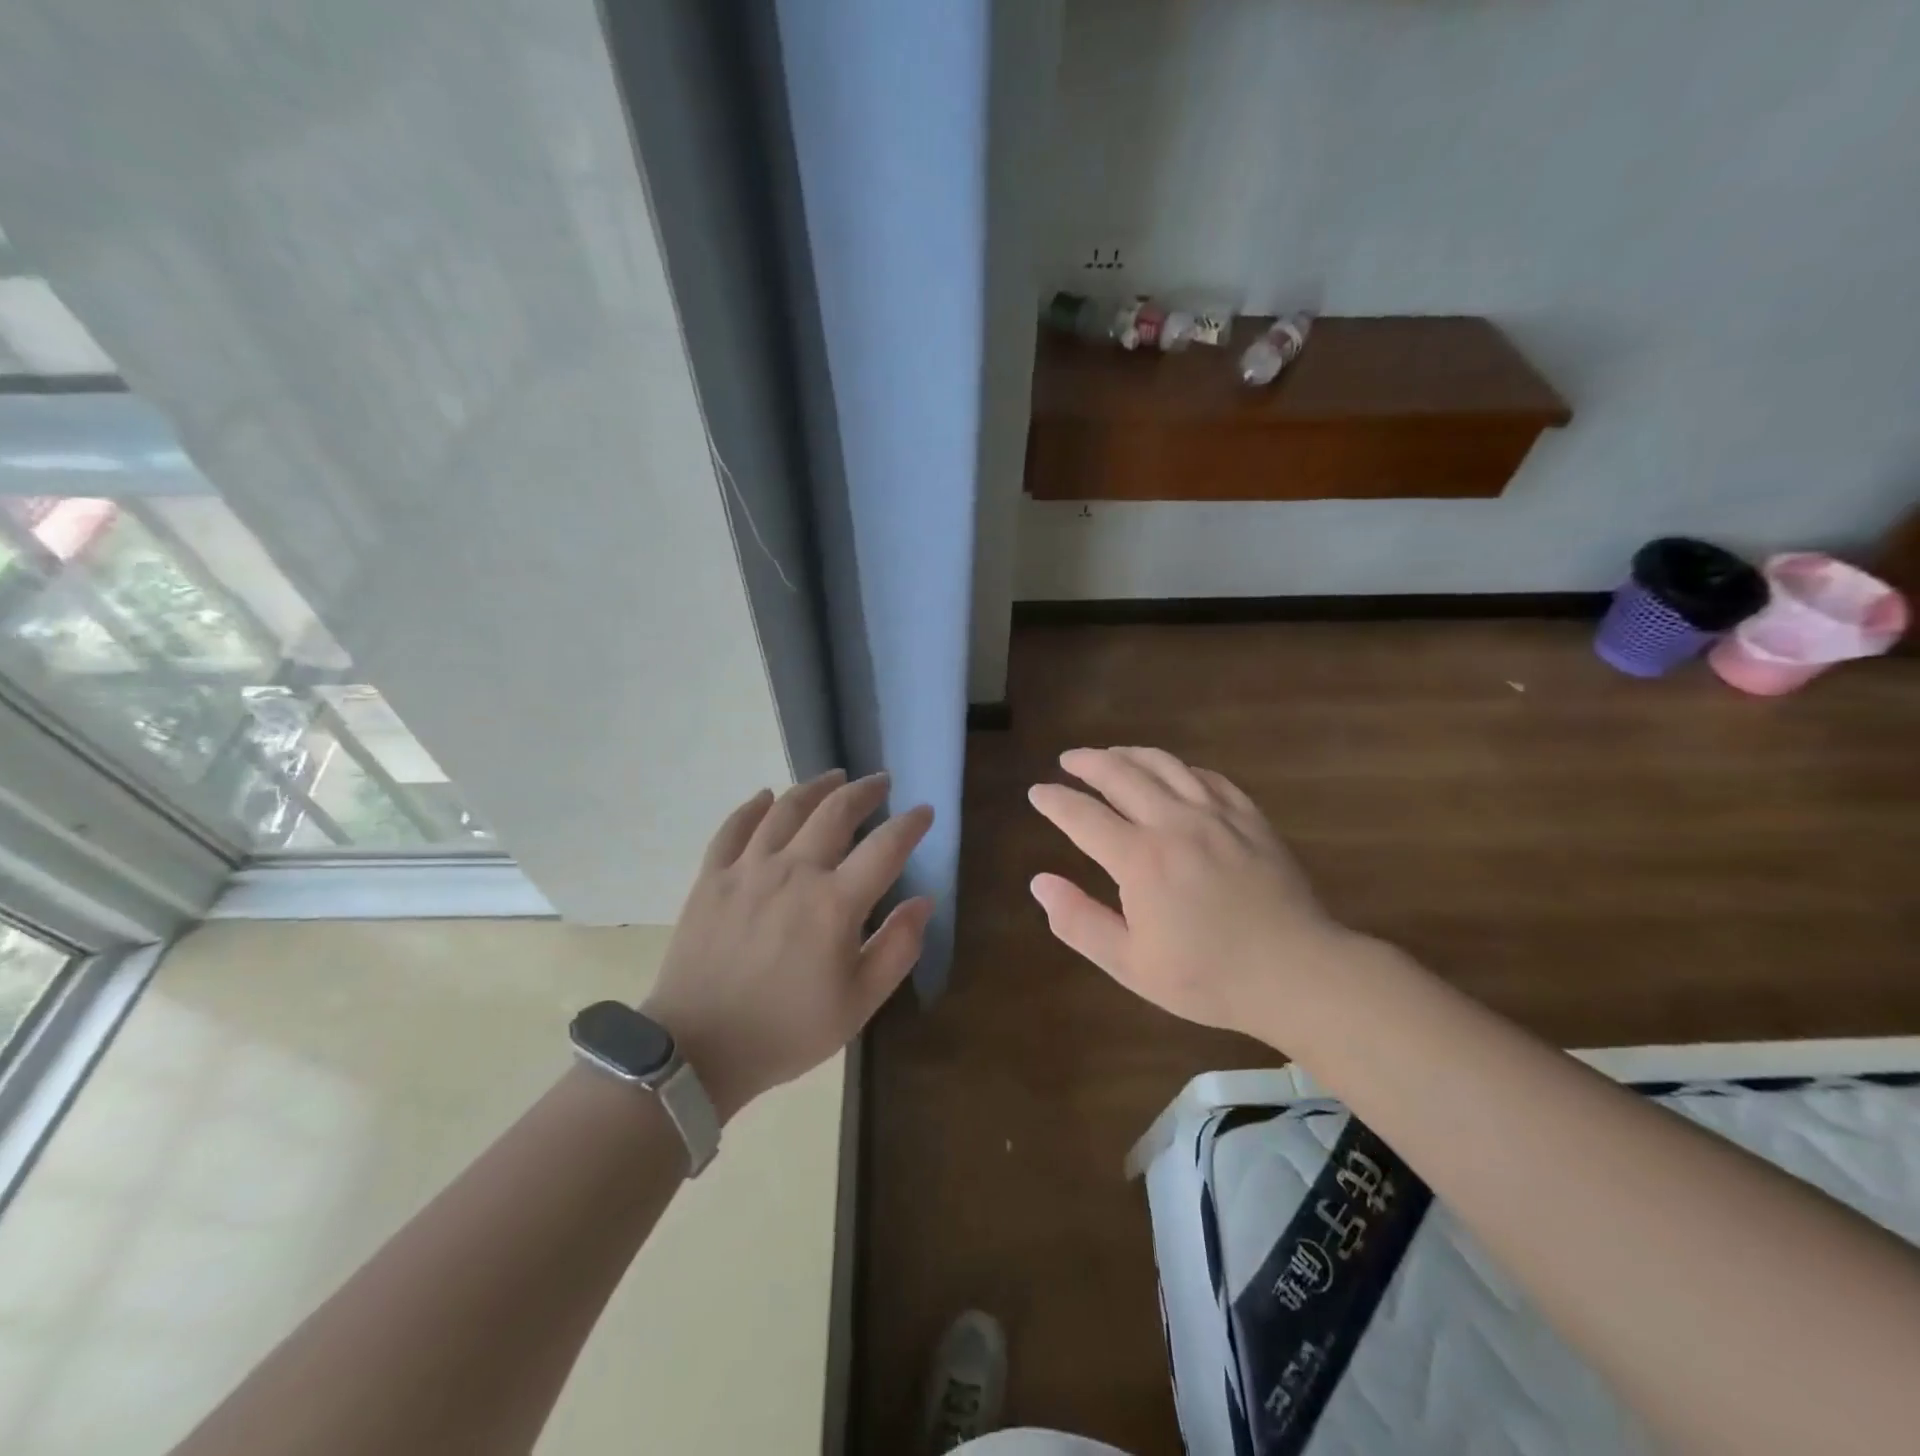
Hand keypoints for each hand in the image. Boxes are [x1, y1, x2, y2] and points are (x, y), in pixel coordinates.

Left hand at [644, 769, 933, 1120]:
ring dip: (815, 787)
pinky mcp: (711, 878)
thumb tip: (924, 901)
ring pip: (786, 809)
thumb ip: (897, 948)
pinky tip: (765, 797)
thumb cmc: (787, 1031)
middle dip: (864, 791)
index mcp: (835, 903)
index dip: (910, 824)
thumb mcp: (858, 1003)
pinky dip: (753, 807)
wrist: (697, 1051)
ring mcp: (747, 870)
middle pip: (835, 812)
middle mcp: (794, 871)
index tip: (924, 811)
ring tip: (834, 777)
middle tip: (880, 782)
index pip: (885, 847)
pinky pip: (733, 828)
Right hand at [1027, 747, 1347, 1040]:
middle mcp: (1174, 823)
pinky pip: (1208, 777)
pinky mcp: (1249, 818)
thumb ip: (1079, 922)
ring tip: (1111, 753)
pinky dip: (1180, 768)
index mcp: (1140, 859)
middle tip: (1068, 760)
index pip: (1083, 816)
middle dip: (1087, 763)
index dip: (1055, 801)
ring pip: (1164, 765)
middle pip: (1121, 775)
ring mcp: (1216, 815)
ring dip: (1130, 754)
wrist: (1298, 974)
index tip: (1037, 792)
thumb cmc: (1209, 978)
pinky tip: (1173, 772)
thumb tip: (1039, 882)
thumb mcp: (1131, 964)